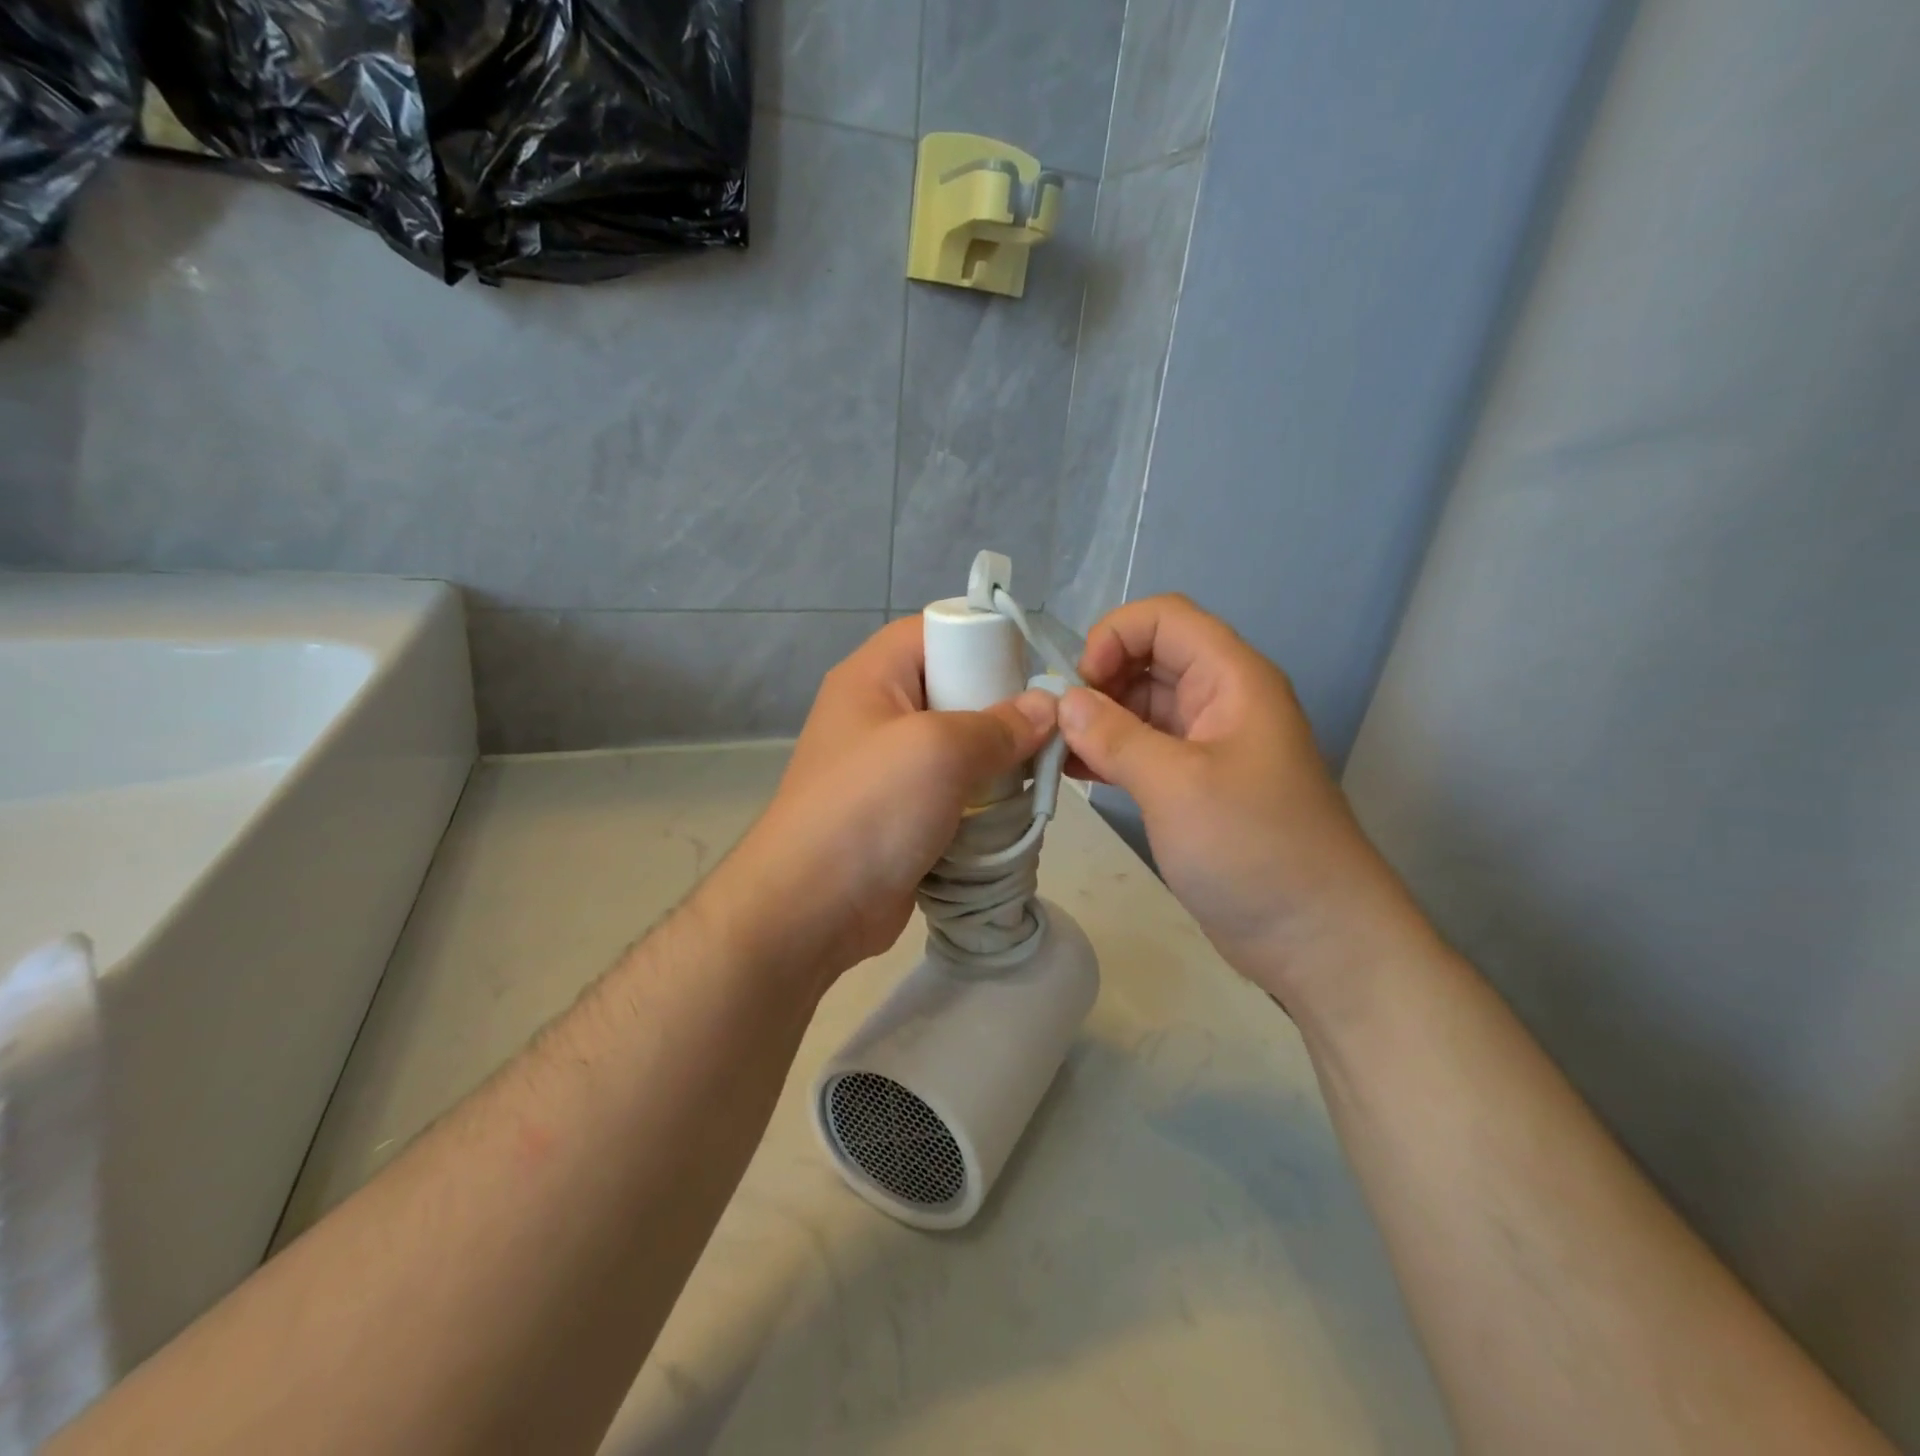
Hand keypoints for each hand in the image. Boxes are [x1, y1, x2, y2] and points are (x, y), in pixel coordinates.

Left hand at [697, 618, 1056, 989]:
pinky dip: (981, 799)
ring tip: (1038, 774)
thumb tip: (1047, 708)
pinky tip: (1015, 811)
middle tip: (1045, 731)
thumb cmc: (870, 809)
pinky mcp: (900, 814)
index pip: (934, 631)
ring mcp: (887, 768)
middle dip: (1000, 709)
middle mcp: (877, 714)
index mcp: (873, 677)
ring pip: (957, 746)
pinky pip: (952, 791)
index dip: (984, 640)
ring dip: (996, 761)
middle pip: (952, 689)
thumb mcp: (939, 751)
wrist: (811, 909)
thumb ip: (999, 725)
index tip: (1033, 672)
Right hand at [1058, 596, 1433, 1010]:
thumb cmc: (1253, 848)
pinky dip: (1109, 754)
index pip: (1164, 618)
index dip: (1114, 636)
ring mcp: (1209, 746)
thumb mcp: (1176, 785)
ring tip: (1054, 754)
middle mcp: (1222, 700)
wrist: (1316, 937)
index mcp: (1232, 679)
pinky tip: (1074, 775)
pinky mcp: (1197, 786)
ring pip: (1142, 707)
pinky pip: (1145, 750)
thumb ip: (1115, 736)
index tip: (1078, 688)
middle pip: (1149, 659)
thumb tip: (1064, 702)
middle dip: (1098, 682)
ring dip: (1097, 721)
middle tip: (1057, 727)